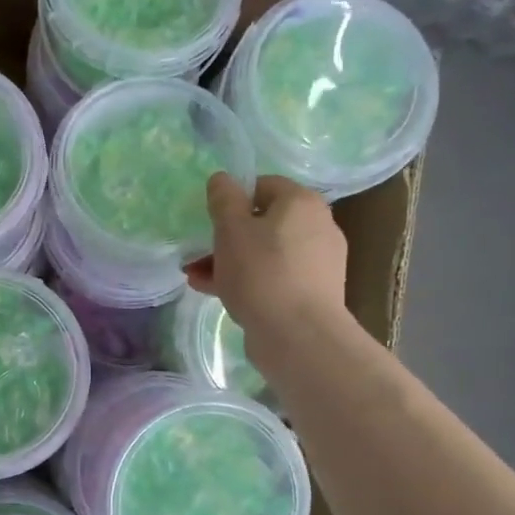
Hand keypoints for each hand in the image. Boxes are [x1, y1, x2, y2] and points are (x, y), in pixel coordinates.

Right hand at [187, 174, 350, 357]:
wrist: (299, 335)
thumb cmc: (261, 272)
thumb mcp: (231, 230)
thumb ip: (224, 199)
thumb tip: (222, 179)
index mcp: (301, 202)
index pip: (262, 185)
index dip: (231, 200)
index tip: (209, 221)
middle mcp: (317, 226)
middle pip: (263, 222)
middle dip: (225, 236)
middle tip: (197, 253)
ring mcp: (318, 262)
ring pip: (265, 252)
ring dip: (230, 261)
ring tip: (198, 278)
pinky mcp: (312, 292)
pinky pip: (274, 276)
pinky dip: (248, 280)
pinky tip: (217, 293)